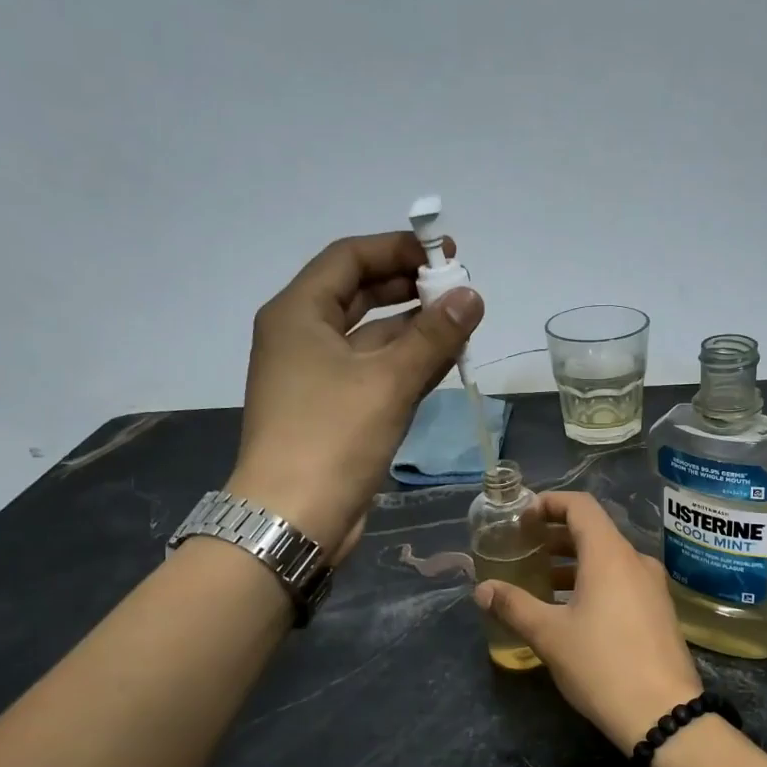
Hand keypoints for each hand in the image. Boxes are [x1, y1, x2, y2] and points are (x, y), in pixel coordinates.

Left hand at [228, 232, 482, 556]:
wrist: (294, 517)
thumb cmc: (333, 437)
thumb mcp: (388, 381)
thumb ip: (433, 335)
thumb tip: (472, 295)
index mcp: (299, 314)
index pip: (349, 258)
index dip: (397, 248)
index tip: (446, 253)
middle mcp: (303, 337)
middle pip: (359, 294)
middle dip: (409, 287)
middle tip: (459, 289)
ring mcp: (317, 376)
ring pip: (371, 336)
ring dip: (414, 327)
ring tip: (463, 323)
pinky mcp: (334, 410)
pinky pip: (374, 371)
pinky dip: (407, 362)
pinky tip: (445, 361)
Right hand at [474, 492, 703, 752]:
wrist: (663, 713)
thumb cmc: (602, 664)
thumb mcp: (549, 635)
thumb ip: (514, 606)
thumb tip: (482, 589)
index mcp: (610, 555)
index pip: (580, 506)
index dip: (550, 503)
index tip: (523, 518)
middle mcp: (635, 561)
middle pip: (594, 532)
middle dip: (556, 537)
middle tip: (524, 552)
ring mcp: (652, 587)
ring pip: (608, 560)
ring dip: (574, 564)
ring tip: (542, 584)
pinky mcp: (659, 611)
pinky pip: (622, 582)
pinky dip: (594, 583)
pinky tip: (573, 612)